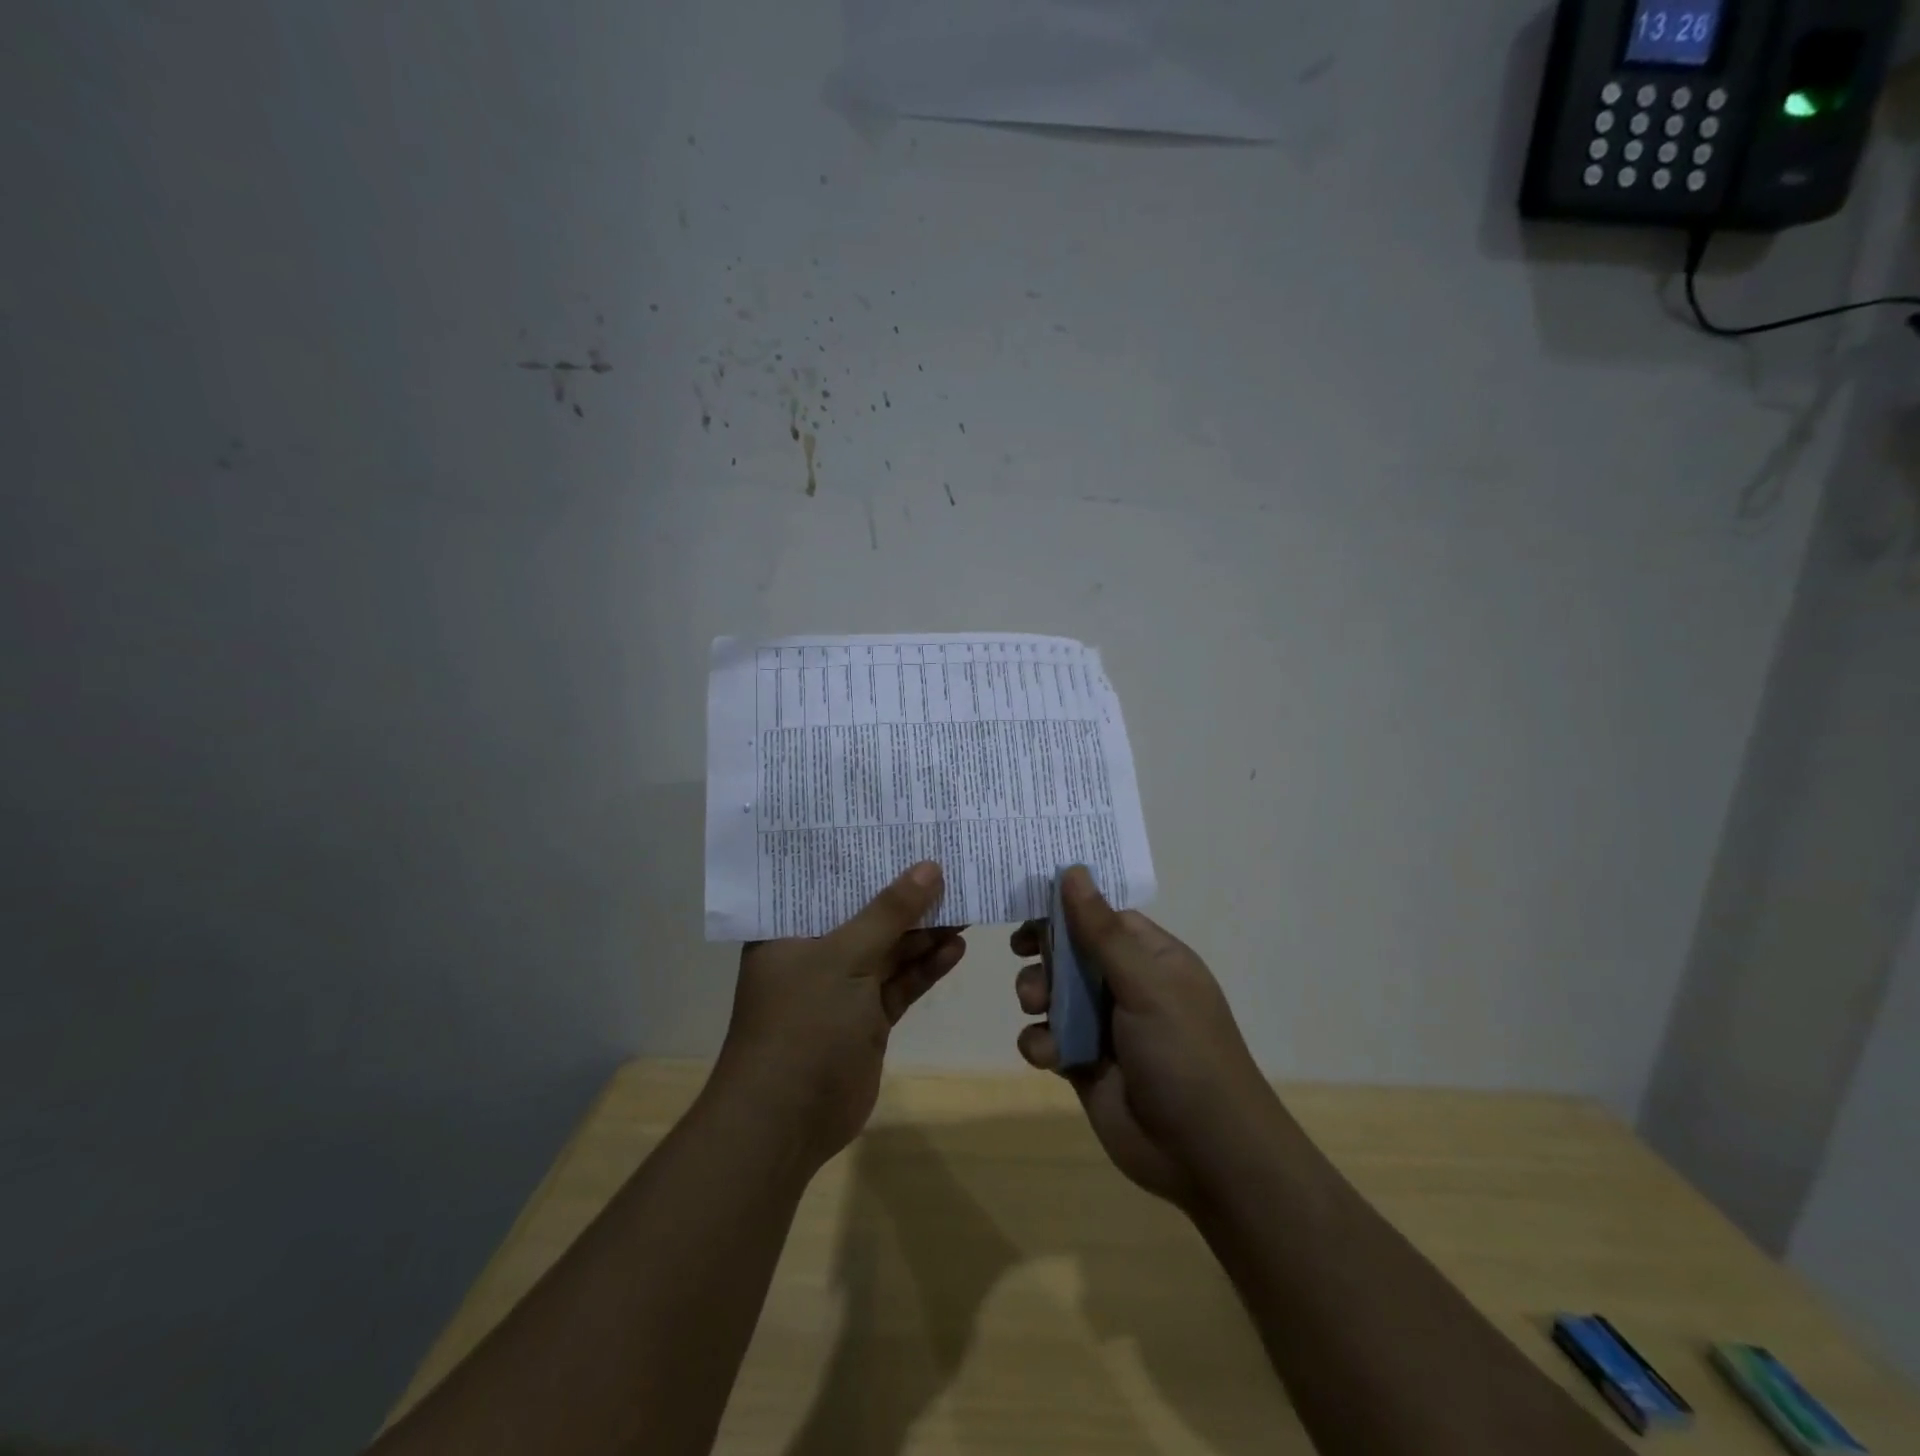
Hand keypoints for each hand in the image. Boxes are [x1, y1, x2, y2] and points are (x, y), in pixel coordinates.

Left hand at [717, 862, 965, 1171]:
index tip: (900, 830)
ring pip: (889, 949)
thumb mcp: (844, 957)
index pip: (826, 882)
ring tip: (964, 900)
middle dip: (904, 894)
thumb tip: (930, 867)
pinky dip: (927, 967)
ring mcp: (842, 988)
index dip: (862, 857)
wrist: (786, 1122)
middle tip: (947, 861)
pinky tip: (957, 946)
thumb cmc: (802, 1023)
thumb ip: (889, 912)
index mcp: (788, 931)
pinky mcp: (867, 1019)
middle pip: (865, 914)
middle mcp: (814, 953)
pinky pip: (901, 984)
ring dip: (924, 930)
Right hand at [1012, 867, 1279, 1212]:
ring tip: (1035, 1004)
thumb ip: (1102, 931)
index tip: (1025, 899)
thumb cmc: (1183, 1053)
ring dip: (1035, 993)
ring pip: (1052, 993)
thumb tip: (1072, 870)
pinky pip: (1047, 1038)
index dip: (1065, 905)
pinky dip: (1040, 1042)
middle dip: (1044, 952)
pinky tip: (1050, 1055)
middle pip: (1070, 951)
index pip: (1101, 915)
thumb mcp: (1145, 984)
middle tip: (1022, 952)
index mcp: (1150, 958)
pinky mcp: (1083, 1064)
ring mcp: (1103, 1026)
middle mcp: (1126, 986)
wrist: (1206, 1155)